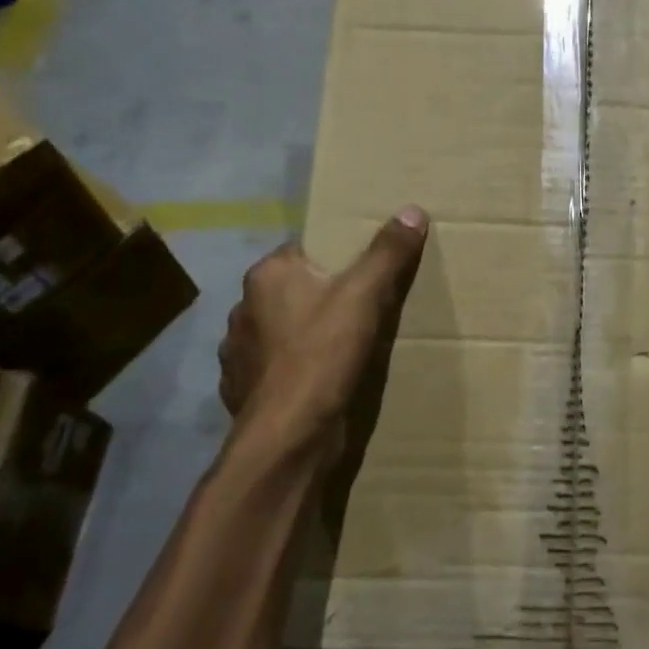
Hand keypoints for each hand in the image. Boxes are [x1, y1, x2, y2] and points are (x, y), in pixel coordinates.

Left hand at [219, 207, 428, 446]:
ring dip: (303, 336)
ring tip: (340, 349)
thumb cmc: (323, 355)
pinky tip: (317, 381)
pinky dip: (292, 370)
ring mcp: (237, 353)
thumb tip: (412, 210)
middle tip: (360, 311)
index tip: (363, 274)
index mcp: (267, 276)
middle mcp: (243, 308)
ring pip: (280, 331)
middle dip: (321, 298)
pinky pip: (272, 368)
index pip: (303, 251)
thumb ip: (388, 252)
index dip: (335, 260)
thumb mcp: (366, 296)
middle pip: (292, 291)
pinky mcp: (240, 390)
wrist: (288, 437)